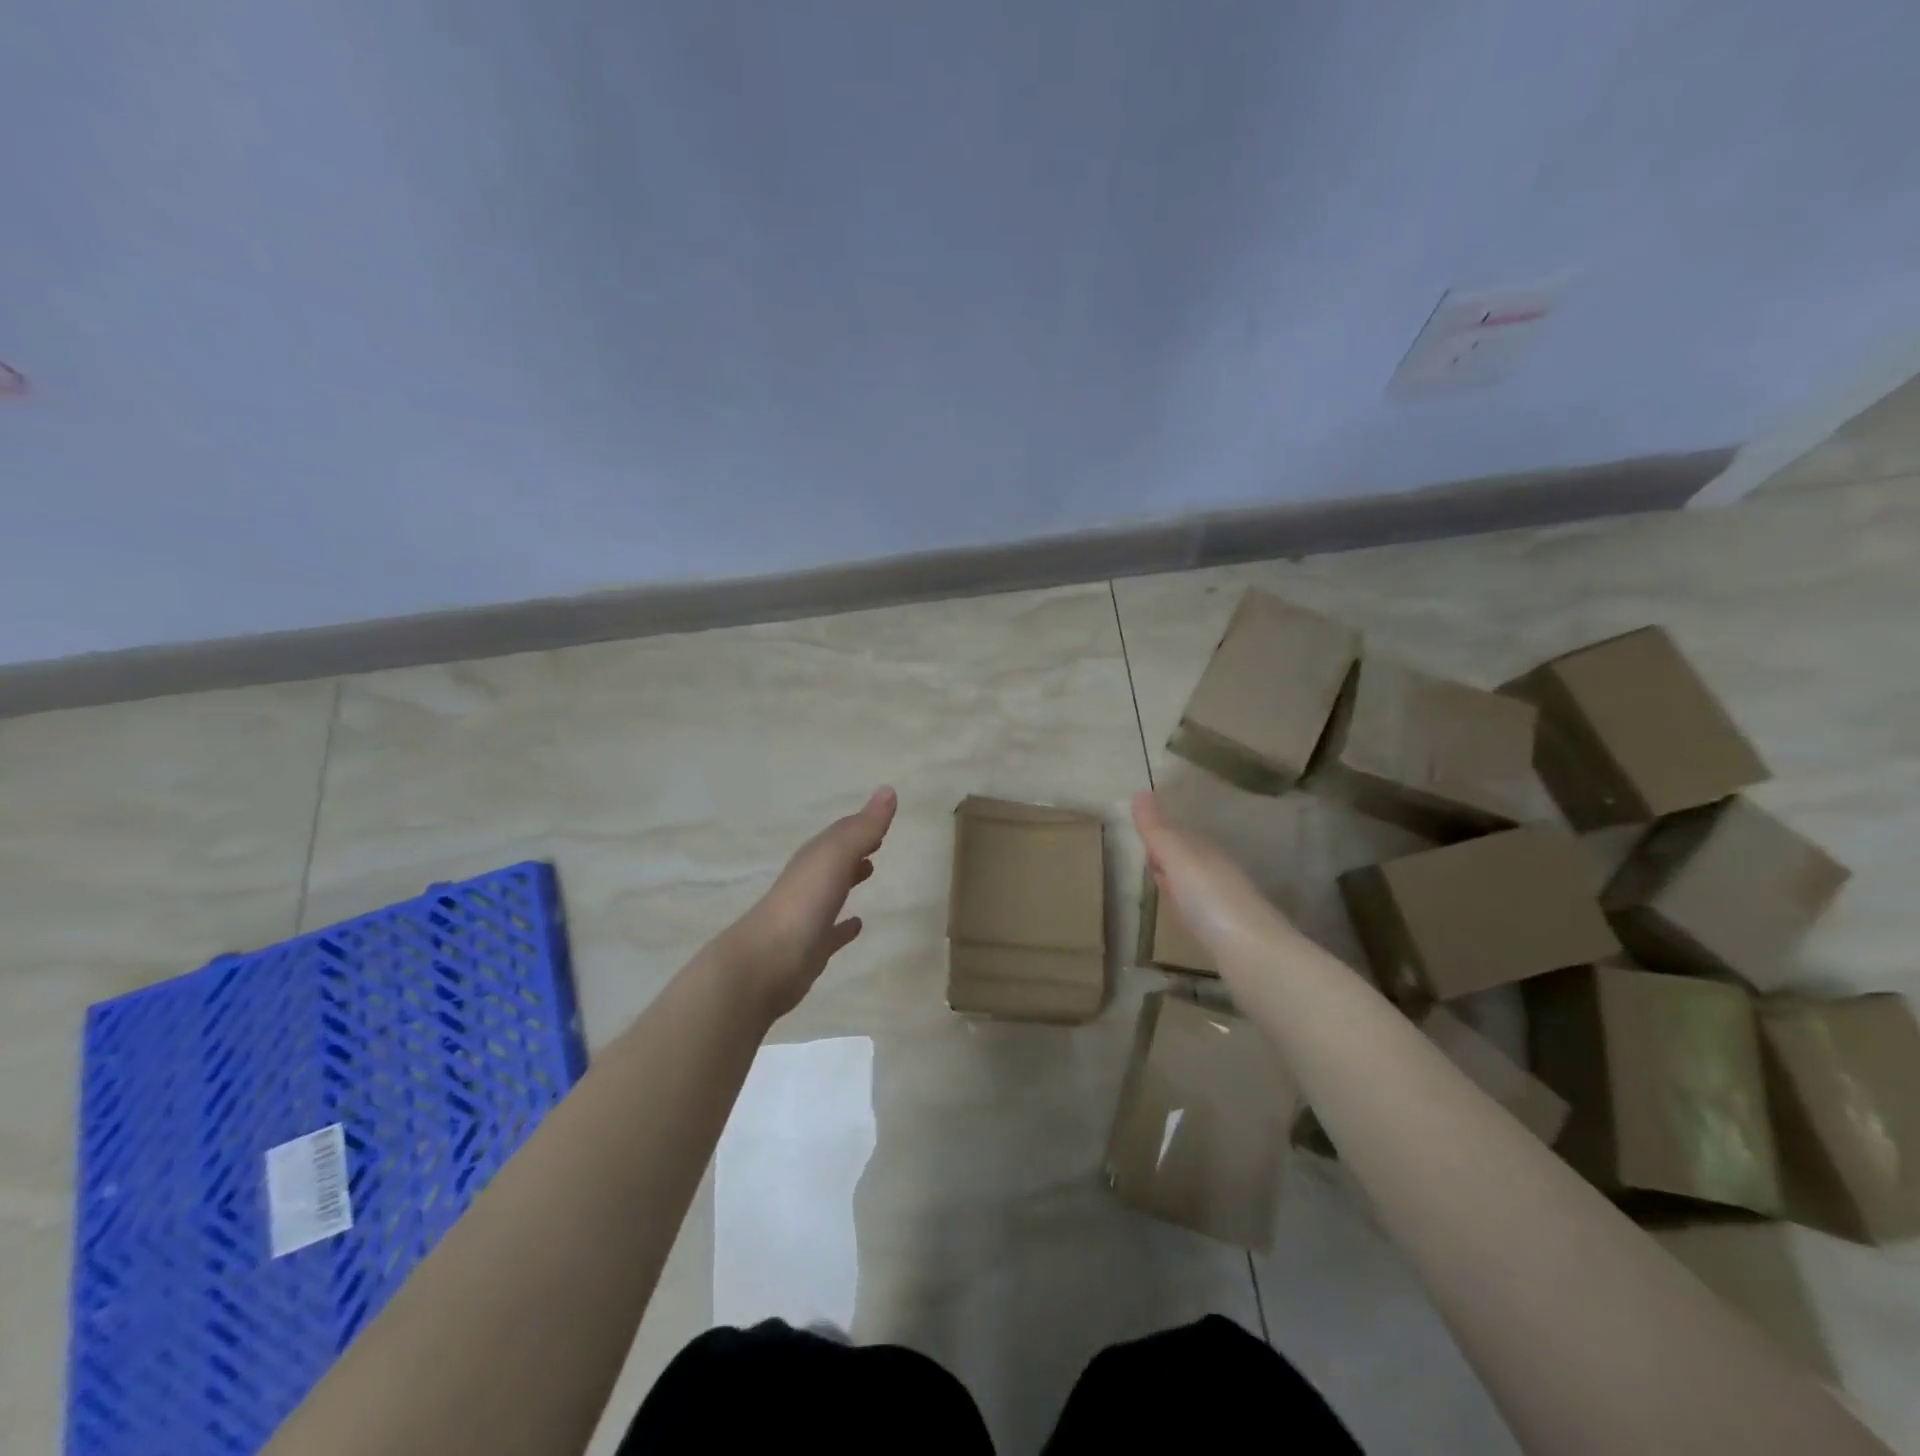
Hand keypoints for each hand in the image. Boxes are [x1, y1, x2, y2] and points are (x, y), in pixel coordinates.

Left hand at [721, 787, 897, 1019]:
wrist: (766, 962)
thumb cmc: (804, 902)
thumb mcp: (835, 856)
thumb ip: (862, 828)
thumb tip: (888, 790)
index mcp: (814, 858)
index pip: (840, 833)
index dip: (861, 824)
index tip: (883, 817)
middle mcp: (808, 882)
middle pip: (834, 858)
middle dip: (854, 847)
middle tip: (879, 840)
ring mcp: (808, 916)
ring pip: (832, 891)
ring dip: (849, 878)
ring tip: (871, 871)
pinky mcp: (811, 949)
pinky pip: (832, 932)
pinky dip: (844, 925)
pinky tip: (857, 925)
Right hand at [1133, 789, 1298, 972]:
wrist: (1253, 953)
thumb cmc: (1209, 899)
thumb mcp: (1177, 859)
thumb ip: (1157, 830)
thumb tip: (1140, 791)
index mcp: (1206, 851)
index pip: (1179, 835)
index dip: (1159, 835)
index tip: (1140, 835)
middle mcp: (1219, 872)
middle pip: (1188, 858)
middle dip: (1169, 856)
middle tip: (1147, 859)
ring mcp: (1227, 903)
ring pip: (1196, 884)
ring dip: (1179, 883)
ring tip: (1161, 887)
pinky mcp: (1229, 932)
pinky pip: (1202, 910)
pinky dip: (1190, 908)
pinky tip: (1186, 918)